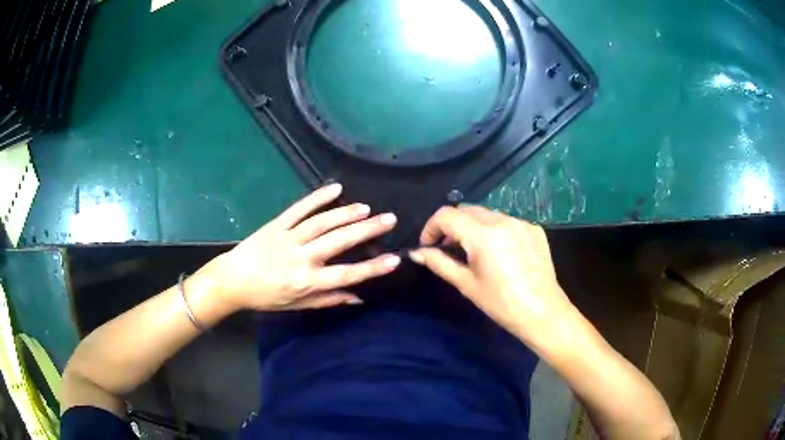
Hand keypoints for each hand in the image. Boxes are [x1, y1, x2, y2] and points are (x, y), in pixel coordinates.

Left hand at [202, 184, 400, 310]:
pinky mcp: (277, 224)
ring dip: (346, 213)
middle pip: (338, 242)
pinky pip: (299, 208)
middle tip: (388, 219)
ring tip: (366, 208)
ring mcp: (288, 237)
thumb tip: (359, 297)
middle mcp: (301, 258)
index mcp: (306, 281)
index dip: (372, 268)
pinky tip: (335, 188)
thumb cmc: (266, 297)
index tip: (394, 259)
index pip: (346, 275)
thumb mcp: (297, 305)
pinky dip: (317, 197)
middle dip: (366, 230)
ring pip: (322, 222)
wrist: (232, 280)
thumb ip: (328, 300)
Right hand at [409, 206, 573, 345]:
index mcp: (483, 235)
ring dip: (473, 227)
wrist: (543, 312)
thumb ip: (439, 263)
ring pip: (487, 214)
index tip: (428, 245)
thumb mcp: (466, 284)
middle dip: (452, 225)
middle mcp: (503, 220)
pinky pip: (506, 222)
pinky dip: (495, 231)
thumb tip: (416, 253)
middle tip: (447, 248)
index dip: (431, 227)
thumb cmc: (501, 303)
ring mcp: (522, 222)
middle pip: (467, 210)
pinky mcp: (534, 229)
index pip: (447, 215)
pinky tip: (499, 253)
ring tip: (473, 251)